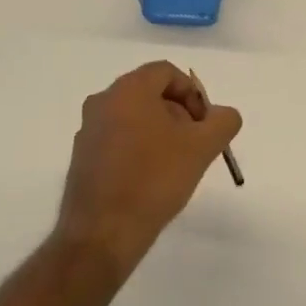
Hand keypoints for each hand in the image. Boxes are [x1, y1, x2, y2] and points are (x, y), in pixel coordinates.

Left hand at [56, 61, 241, 274]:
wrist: (103, 233)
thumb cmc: (155, 179)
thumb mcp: (202, 147)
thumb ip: (223, 121)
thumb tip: (223, 114)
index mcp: (128, 90)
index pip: (166, 72)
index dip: (192, 93)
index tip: (204, 123)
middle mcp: (102, 102)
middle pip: (149, 93)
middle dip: (178, 113)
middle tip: (195, 143)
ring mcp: (88, 131)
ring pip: (133, 117)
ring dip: (159, 131)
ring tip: (176, 164)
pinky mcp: (82, 158)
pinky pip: (117, 139)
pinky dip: (139, 148)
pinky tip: (151, 178)